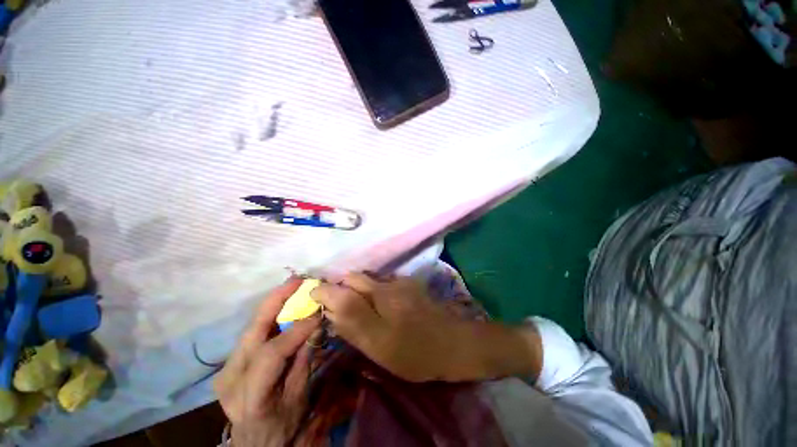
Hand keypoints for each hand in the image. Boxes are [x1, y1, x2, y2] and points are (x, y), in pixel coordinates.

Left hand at [214, 277, 320, 446]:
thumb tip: (315, 326)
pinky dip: (269, 315)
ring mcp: (226, 367)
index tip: (318, 313)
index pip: (272, 352)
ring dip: (273, 303)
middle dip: (276, 299)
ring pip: (251, 326)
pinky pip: (252, 332)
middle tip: (297, 280)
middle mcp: (231, 376)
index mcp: (249, 394)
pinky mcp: (228, 361)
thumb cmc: (280, 424)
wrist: (253, 441)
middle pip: (252, 330)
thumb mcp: (298, 398)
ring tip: (292, 286)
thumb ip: (304, 360)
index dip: (297, 329)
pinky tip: (283, 304)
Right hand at [311, 273, 542, 382]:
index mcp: (379, 298)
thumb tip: (331, 306)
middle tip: (334, 304)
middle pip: (355, 278)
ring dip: (357, 288)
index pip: (343, 287)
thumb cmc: (416, 352)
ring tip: (355, 305)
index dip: (325, 290)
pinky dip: (372, 289)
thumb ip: (353, 323)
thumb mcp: (380, 346)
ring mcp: (400, 282)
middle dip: (341, 287)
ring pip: (369, 279)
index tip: (315, 297)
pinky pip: (382, 282)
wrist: (454, 343)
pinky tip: (376, 303)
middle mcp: (388, 284)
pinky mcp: (409, 285)